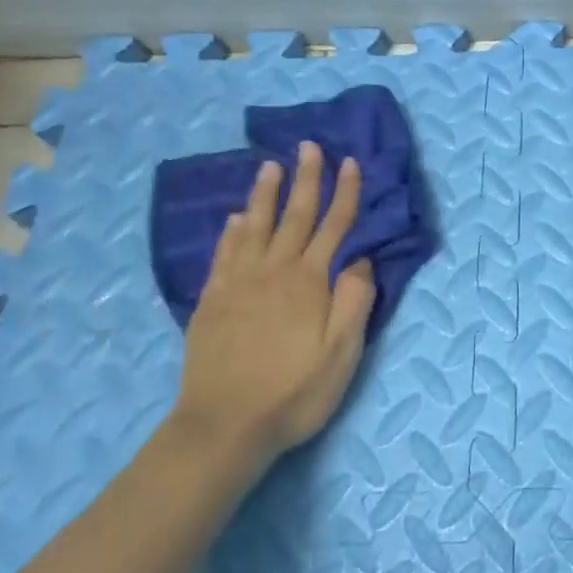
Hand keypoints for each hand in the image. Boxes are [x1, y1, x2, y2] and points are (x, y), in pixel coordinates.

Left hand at [172, 140, 377, 475]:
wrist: (223, 425)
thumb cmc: (294, 392)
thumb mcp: (342, 353)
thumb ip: (354, 301)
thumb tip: (360, 260)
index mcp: (309, 282)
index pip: (334, 226)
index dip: (345, 193)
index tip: (350, 162)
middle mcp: (273, 271)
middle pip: (294, 216)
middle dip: (306, 179)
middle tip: (309, 146)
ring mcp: (238, 284)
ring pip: (254, 226)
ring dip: (265, 194)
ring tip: (270, 166)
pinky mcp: (212, 301)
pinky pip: (224, 253)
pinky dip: (231, 231)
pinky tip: (234, 219)